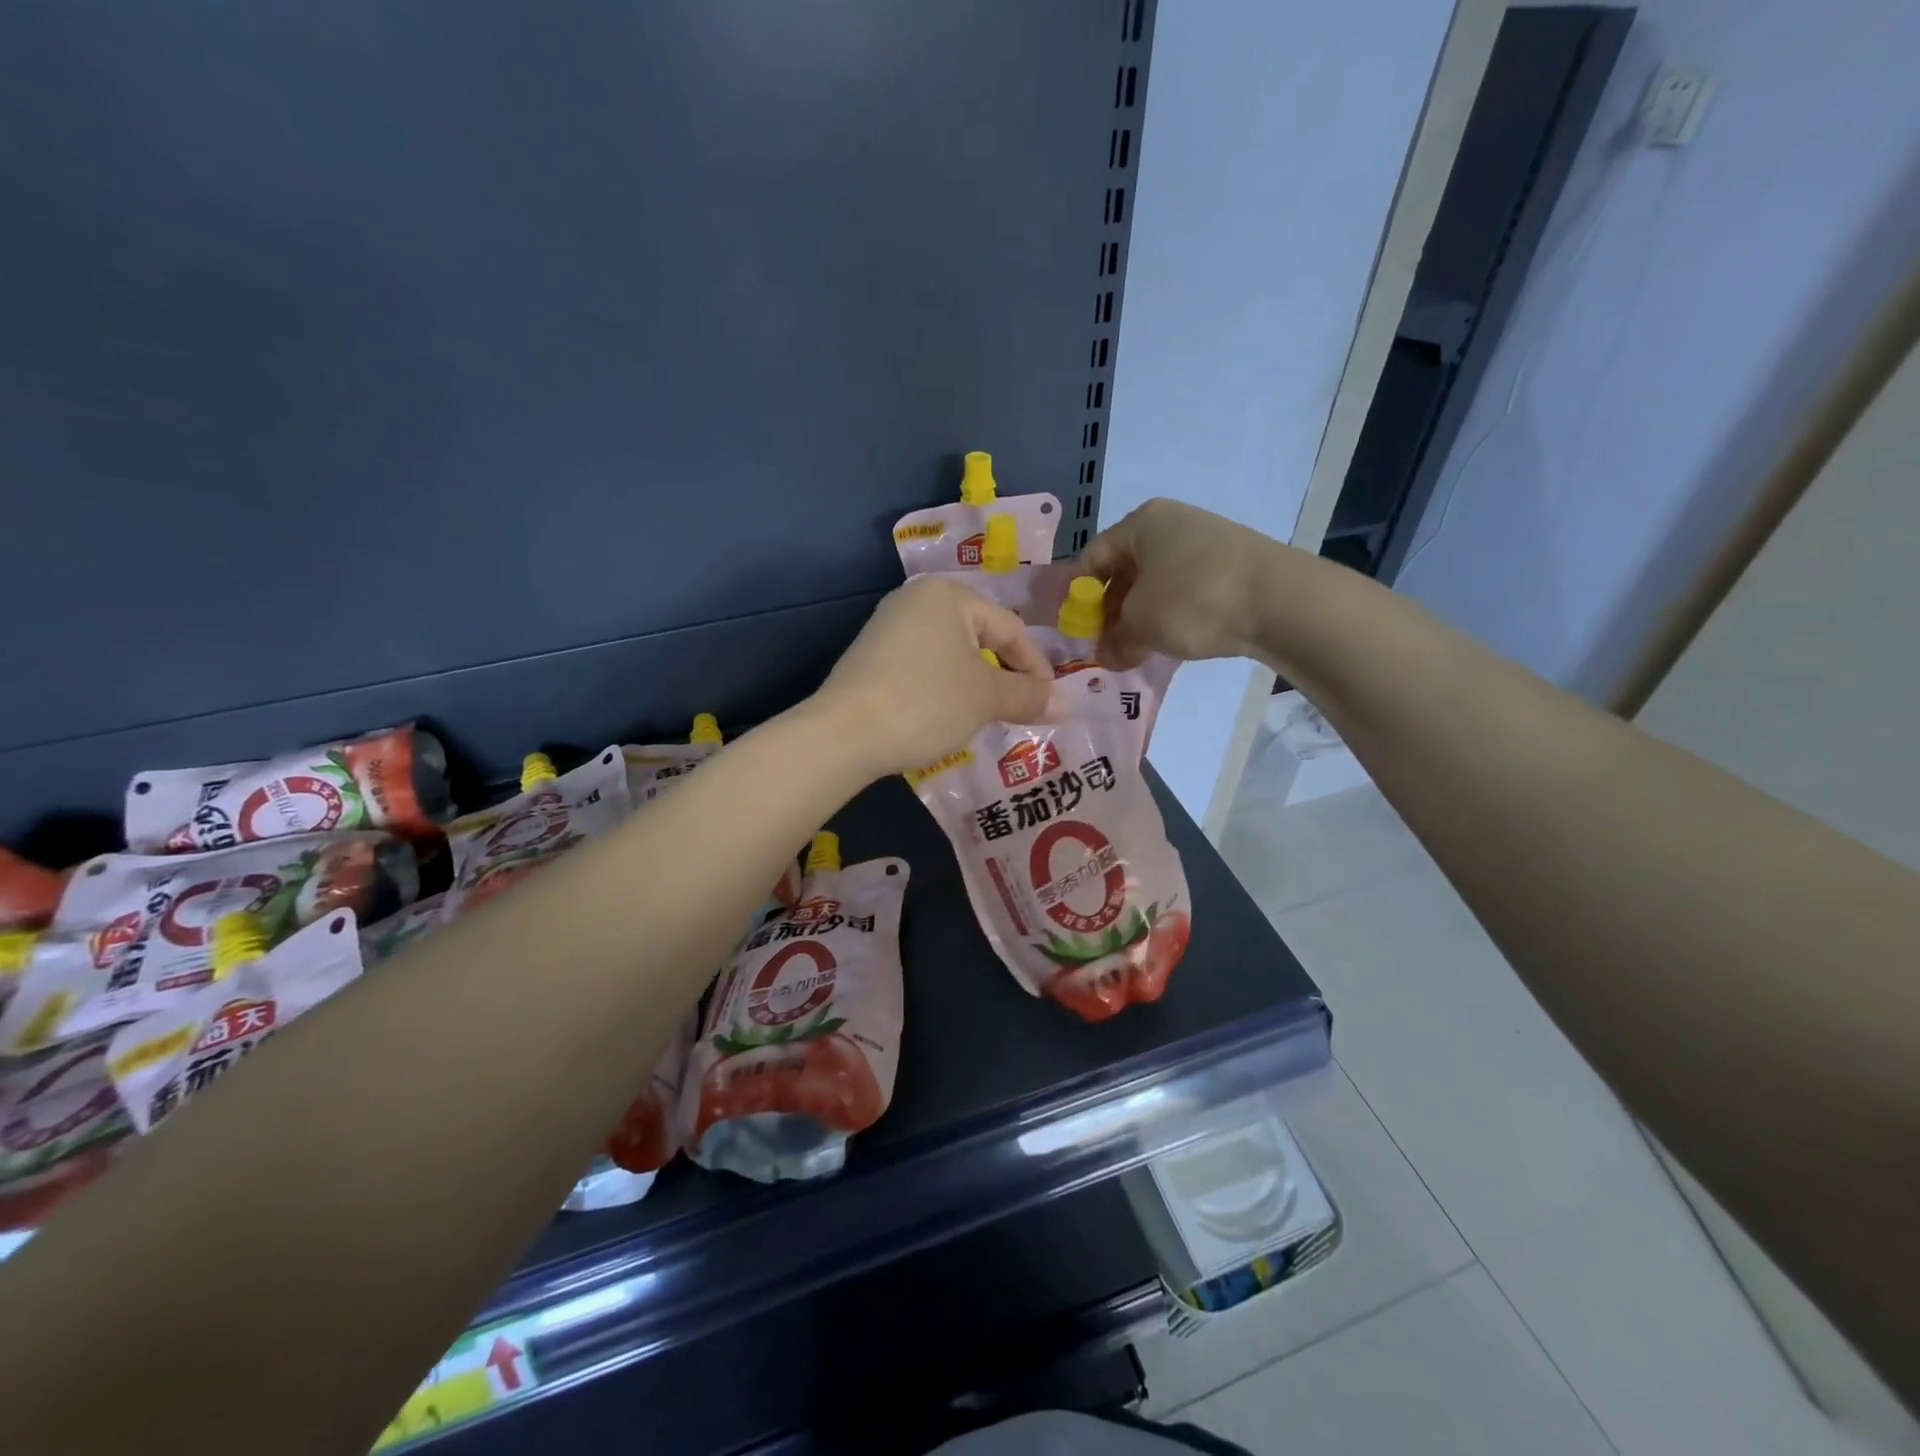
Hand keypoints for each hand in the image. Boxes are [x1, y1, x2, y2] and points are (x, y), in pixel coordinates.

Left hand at [816, 576, 1054, 776]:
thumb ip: (1029, 696)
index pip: (1009, 628)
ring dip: (975, 685)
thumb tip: (1067, 703)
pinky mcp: (870, 658)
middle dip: (1004, 676)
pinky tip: (944, 717)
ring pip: (950, 655)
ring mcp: (887, 628)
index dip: (1036, 666)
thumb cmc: (926, 702)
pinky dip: (943, 690)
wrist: (843, 733)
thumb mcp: (985, 698)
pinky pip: (922, 668)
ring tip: (986, 717)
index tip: (1050, 702)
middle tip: (1021, 710)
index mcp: (947, 595)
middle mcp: (914, 600)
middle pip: (979, 638)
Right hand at [1078, 498, 1283, 668]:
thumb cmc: (1193, 600)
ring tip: (1137, 650)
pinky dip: (1172, 615)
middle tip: (1107, 646)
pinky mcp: (1230, 566)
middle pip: (1125, 570)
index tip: (1078, 631)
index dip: (1080, 596)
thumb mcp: (1141, 625)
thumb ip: (1114, 641)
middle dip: (1111, 611)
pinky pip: (1185, 591)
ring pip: (1156, 583)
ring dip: (1141, 617)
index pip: (1092, 558)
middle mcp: (1171, 524)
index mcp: (1142, 523)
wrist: (1281, 601)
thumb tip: (1106, 656)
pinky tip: (1172, 641)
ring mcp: (1205, 543)